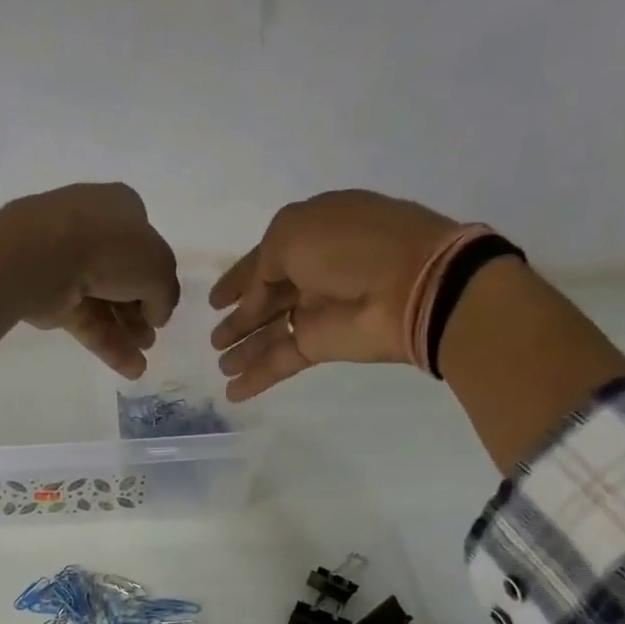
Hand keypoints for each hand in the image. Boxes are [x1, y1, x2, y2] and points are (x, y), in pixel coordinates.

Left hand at [0, 184, 178, 377]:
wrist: (43, 256)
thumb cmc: (110, 247)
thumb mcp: (159, 268)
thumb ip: (165, 293)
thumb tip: (156, 314)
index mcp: (120, 207)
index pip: (144, 243)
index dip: (155, 274)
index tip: (162, 304)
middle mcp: (92, 229)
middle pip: (123, 276)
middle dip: (139, 310)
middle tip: (150, 337)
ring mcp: (66, 262)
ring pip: (103, 301)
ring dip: (125, 332)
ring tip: (140, 362)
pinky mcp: (49, 294)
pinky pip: (84, 319)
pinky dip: (106, 343)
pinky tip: (129, 369)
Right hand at [208, 190, 460, 400]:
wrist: (410, 285)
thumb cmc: (349, 247)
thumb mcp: (292, 232)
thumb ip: (263, 261)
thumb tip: (257, 293)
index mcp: (313, 234)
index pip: (265, 258)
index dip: (238, 278)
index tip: (214, 301)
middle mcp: (315, 271)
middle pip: (267, 299)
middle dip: (240, 319)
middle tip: (214, 340)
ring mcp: (320, 310)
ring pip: (272, 332)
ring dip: (244, 349)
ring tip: (219, 365)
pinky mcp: (324, 344)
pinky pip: (282, 360)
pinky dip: (257, 377)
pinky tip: (231, 391)